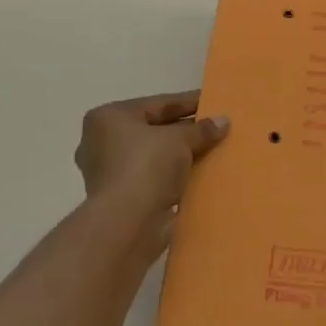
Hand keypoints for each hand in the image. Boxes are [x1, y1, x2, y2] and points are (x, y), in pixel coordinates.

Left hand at [75, 92, 229, 237]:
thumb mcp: (180, 139)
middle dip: (185, 130)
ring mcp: (109, 172)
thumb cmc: (146, 166)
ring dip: (180, 154)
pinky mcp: (121, 197)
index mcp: (108, 118)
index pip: (157, 104)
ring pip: (154, 155)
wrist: (128, 222)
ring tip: (212, 150)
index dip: (188, 102)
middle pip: (154, 129)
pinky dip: (174, 175)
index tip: (213, 102)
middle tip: (215, 127)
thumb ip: (202, 129)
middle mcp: (102, 142)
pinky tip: (199, 173)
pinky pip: (154, 177)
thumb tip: (223, 121)